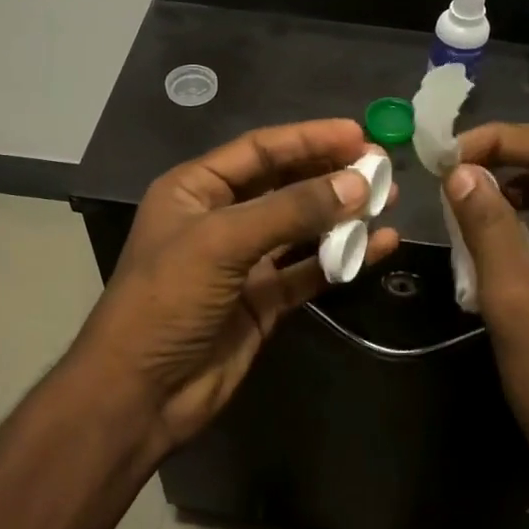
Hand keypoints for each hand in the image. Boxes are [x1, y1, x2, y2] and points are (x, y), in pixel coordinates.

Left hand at [69, 119, 399, 458]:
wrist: (140, 394)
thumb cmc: (167, 300)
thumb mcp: (222, 242)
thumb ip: (291, 210)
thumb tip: (357, 185)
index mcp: (196, 189)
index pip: (260, 150)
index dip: (309, 138)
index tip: (358, 134)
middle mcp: (221, 218)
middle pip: (284, 184)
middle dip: (330, 174)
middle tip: (381, 166)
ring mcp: (244, 262)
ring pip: (301, 227)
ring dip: (342, 215)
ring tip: (388, 200)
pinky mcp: (263, 300)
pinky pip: (309, 269)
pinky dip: (342, 258)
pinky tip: (379, 246)